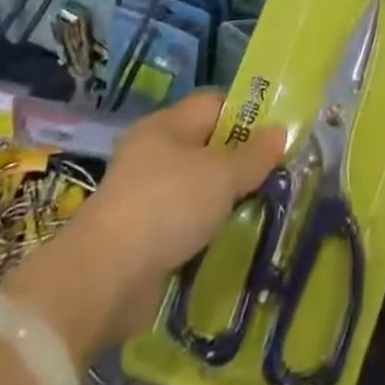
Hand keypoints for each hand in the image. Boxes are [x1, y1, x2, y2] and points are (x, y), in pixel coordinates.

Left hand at [6, 91, 285, 359]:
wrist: (103, 280)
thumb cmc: (167, 206)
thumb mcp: (221, 176)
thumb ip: (253, 155)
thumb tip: (281, 131)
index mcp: (167, 124)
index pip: (215, 103)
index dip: (247, 113)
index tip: (276, 135)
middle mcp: (152, 153)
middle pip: (206, 146)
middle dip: (237, 162)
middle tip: (273, 176)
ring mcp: (142, 196)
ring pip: (194, 188)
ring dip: (221, 201)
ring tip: (257, 211)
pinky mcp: (138, 238)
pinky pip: (181, 224)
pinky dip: (201, 232)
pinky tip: (225, 242)